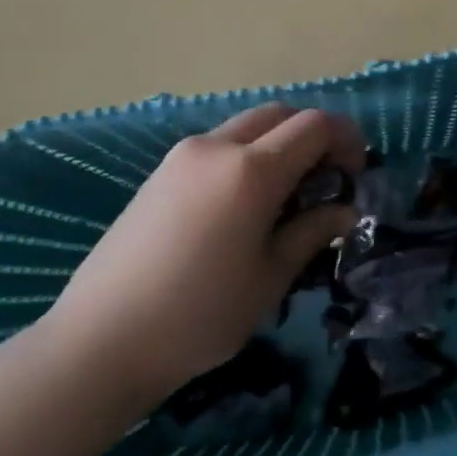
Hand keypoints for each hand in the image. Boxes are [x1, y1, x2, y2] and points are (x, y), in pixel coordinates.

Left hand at [42, 103, 365, 410]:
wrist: (100, 341)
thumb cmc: (199, 315)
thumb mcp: (271, 277)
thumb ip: (312, 232)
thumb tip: (344, 210)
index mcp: (251, 170)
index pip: (315, 125)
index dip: (347, 139)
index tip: (356, 174)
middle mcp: (216, 147)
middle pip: (281, 114)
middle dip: (314, 135)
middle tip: (327, 179)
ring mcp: (182, 156)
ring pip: (247, 127)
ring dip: (279, 144)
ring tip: (287, 194)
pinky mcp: (160, 173)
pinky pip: (219, 146)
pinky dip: (247, 156)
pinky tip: (245, 204)